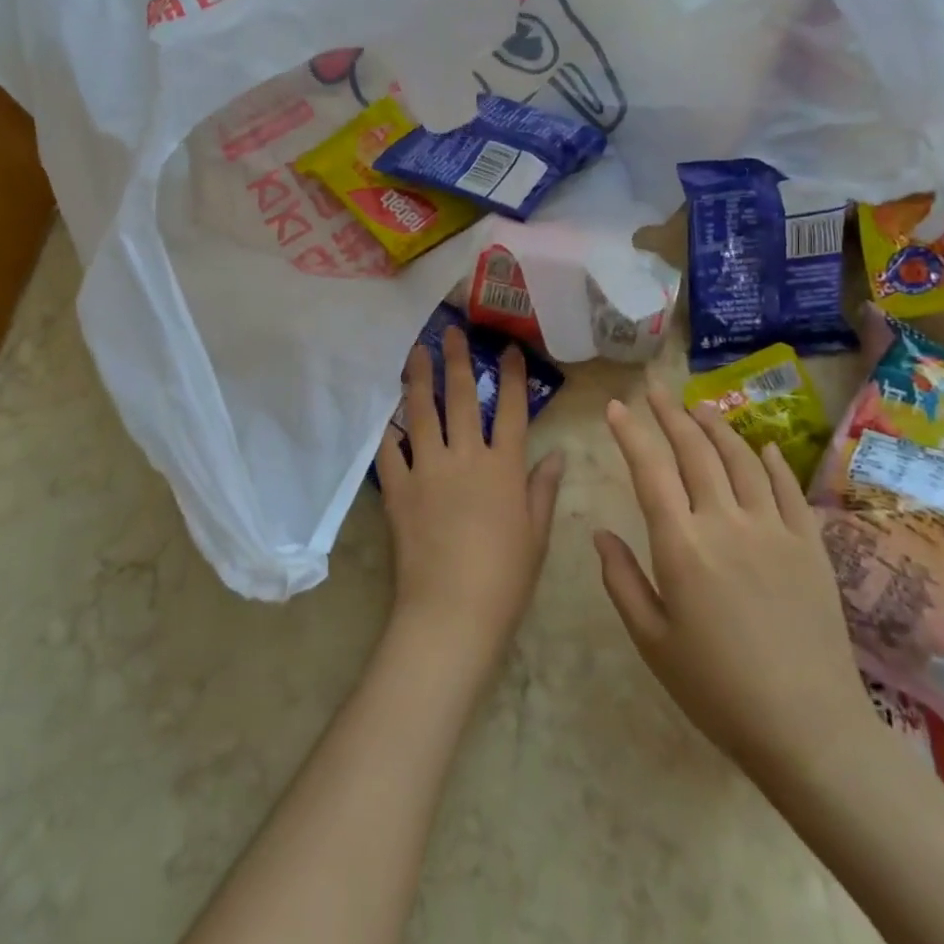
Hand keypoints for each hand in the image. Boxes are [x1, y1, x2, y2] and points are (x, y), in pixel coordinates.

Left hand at [376, 327, 564, 669]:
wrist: (452, 611)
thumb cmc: (505, 577)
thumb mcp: (536, 534)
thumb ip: (544, 489)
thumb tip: (558, 453)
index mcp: (503, 467)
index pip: (511, 410)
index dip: (512, 377)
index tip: (509, 349)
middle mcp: (464, 457)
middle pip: (460, 398)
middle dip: (457, 361)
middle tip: (450, 332)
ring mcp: (427, 470)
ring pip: (421, 414)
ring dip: (419, 380)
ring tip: (415, 353)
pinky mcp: (398, 489)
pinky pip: (390, 453)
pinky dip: (388, 433)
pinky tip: (386, 416)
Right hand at [596, 375, 876, 782]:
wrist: (808, 729)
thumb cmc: (717, 689)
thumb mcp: (651, 641)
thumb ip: (622, 580)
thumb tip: (600, 533)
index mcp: (681, 545)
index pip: (649, 470)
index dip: (630, 433)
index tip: (615, 407)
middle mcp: (726, 522)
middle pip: (695, 452)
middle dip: (670, 414)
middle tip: (654, 390)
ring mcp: (774, 529)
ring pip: (742, 459)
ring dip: (717, 427)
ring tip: (699, 406)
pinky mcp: (809, 545)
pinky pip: (787, 488)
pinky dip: (771, 461)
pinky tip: (761, 446)